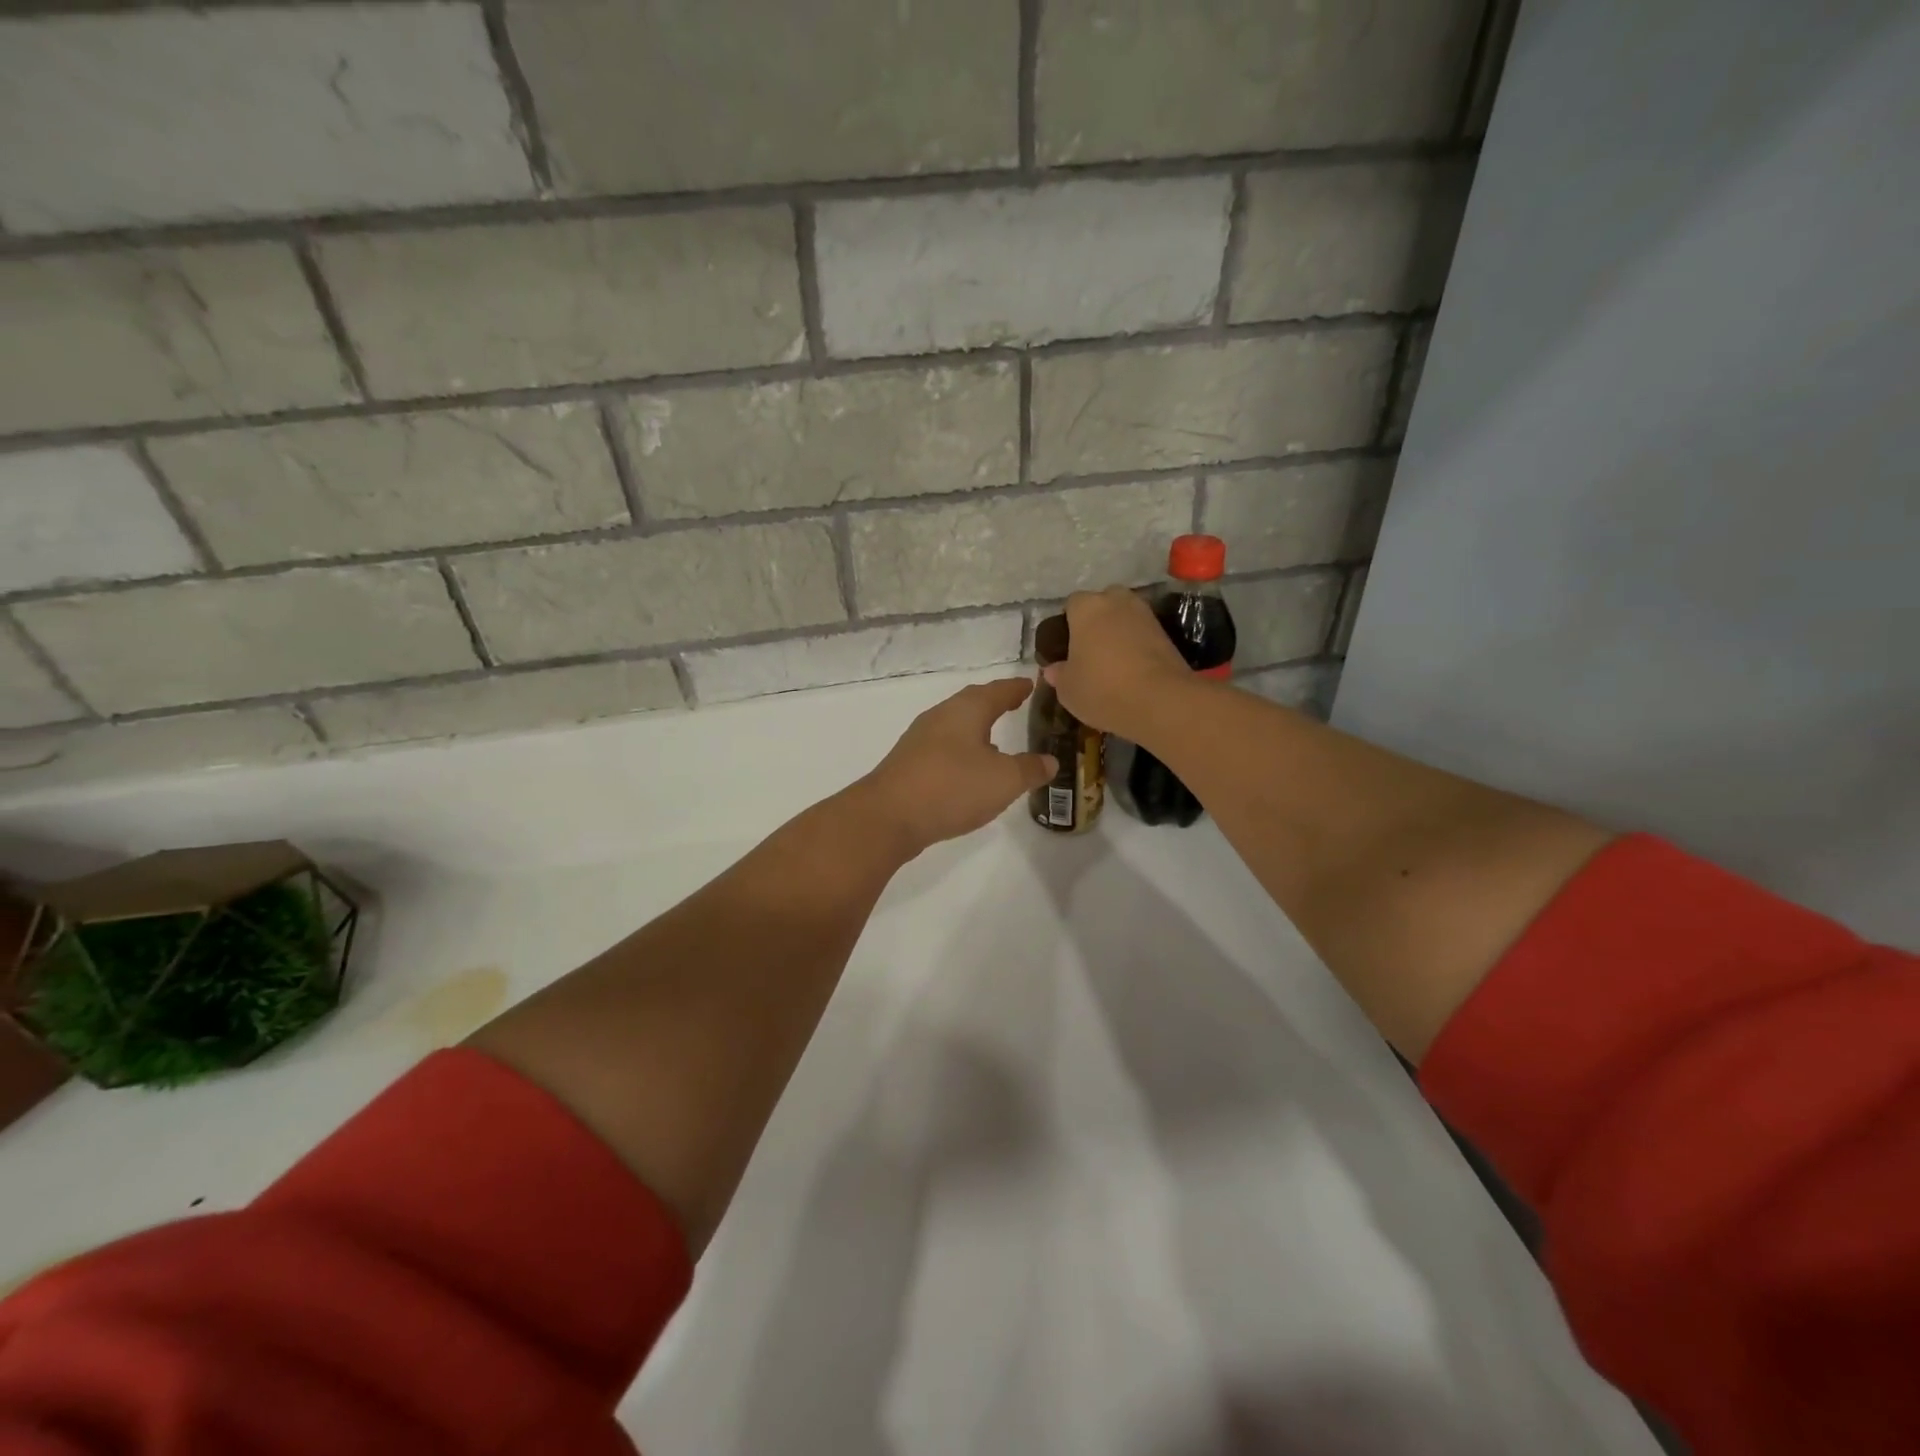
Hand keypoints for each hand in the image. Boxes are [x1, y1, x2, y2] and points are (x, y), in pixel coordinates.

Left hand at [855, 678, 1057, 856]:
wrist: (888, 817)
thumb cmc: (952, 787)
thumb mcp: (1004, 780)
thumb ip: (1030, 769)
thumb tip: (1050, 761)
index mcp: (966, 710)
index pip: (997, 691)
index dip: (1016, 689)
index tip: (1030, 685)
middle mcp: (940, 717)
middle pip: (971, 704)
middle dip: (993, 704)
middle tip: (1014, 705)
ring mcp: (920, 740)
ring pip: (955, 727)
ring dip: (976, 731)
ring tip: (997, 742)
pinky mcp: (908, 765)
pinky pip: (943, 749)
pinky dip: (961, 752)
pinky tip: (969, 772)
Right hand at [1046, 587, 1194, 740]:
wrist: (1160, 701)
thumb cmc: (1102, 689)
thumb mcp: (1068, 689)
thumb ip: (1058, 674)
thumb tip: (1054, 669)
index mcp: (1086, 608)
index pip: (1071, 604)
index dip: (1067, 624)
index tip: (1065, 648)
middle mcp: (1117, 601)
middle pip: (1102, 604)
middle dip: (1096, 621)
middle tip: (1089, 651)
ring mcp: (1145, 615)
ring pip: (1125, 618)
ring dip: (1118, 633)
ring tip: (1111, 662)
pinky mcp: (1166, 633)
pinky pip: (1142, 634)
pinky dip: (1136, 645)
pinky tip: (1131, 669)